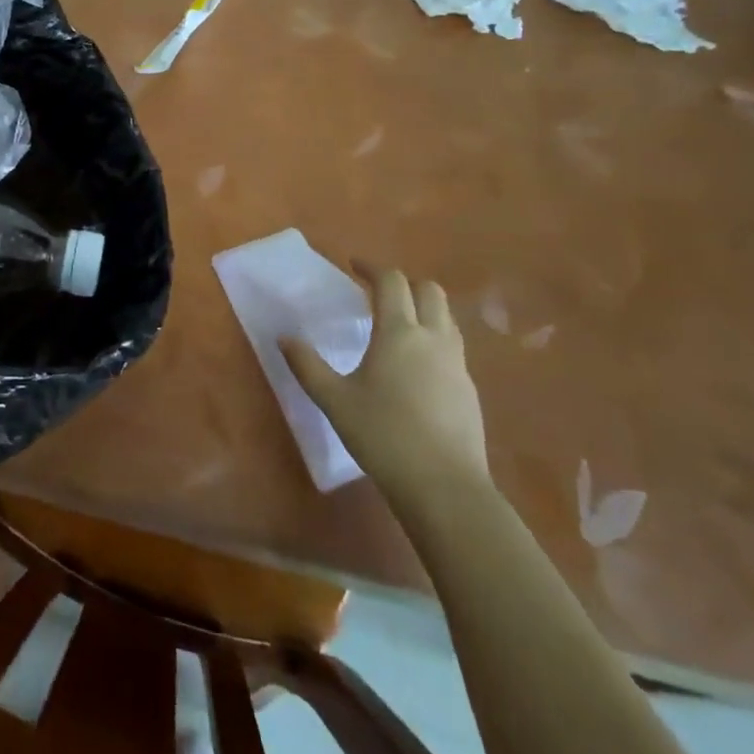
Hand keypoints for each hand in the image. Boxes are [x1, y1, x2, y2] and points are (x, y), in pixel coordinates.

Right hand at [279, 268, 489, 510]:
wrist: (445, 487)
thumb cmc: (384, 436)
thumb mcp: (334, 401)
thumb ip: (307, 366)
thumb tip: (284, 338)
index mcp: (399, 333)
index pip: (391, 282)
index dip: (372, 268)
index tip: (354, 266)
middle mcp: (433, 338)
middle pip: (429, 290)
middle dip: (404, 283)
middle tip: (378, 292)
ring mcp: (457, 364)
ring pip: (446, 317)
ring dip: (423, 308)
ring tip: (398, 324)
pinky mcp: (469, 389)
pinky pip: (452, 346)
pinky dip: (434, 338)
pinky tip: (416, 365)